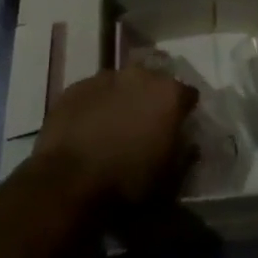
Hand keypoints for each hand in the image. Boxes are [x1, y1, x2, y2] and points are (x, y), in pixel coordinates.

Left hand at [33, 65, 196, 204]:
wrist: (69, 181)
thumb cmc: (127, 182)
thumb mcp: (169, 181)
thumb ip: (184, 155)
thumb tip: (189, 143)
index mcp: (168, 94)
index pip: (188, 95)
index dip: (184, 112)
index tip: (178, 129)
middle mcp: (140, 75)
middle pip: (153, 83)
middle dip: (152, 100)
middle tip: (145, 127)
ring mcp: (105, 77)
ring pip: (121, 84)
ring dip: (122, 100)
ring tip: (114, 128)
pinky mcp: (76, 87)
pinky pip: (93, 93)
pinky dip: (95, 106)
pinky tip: (88, 129)